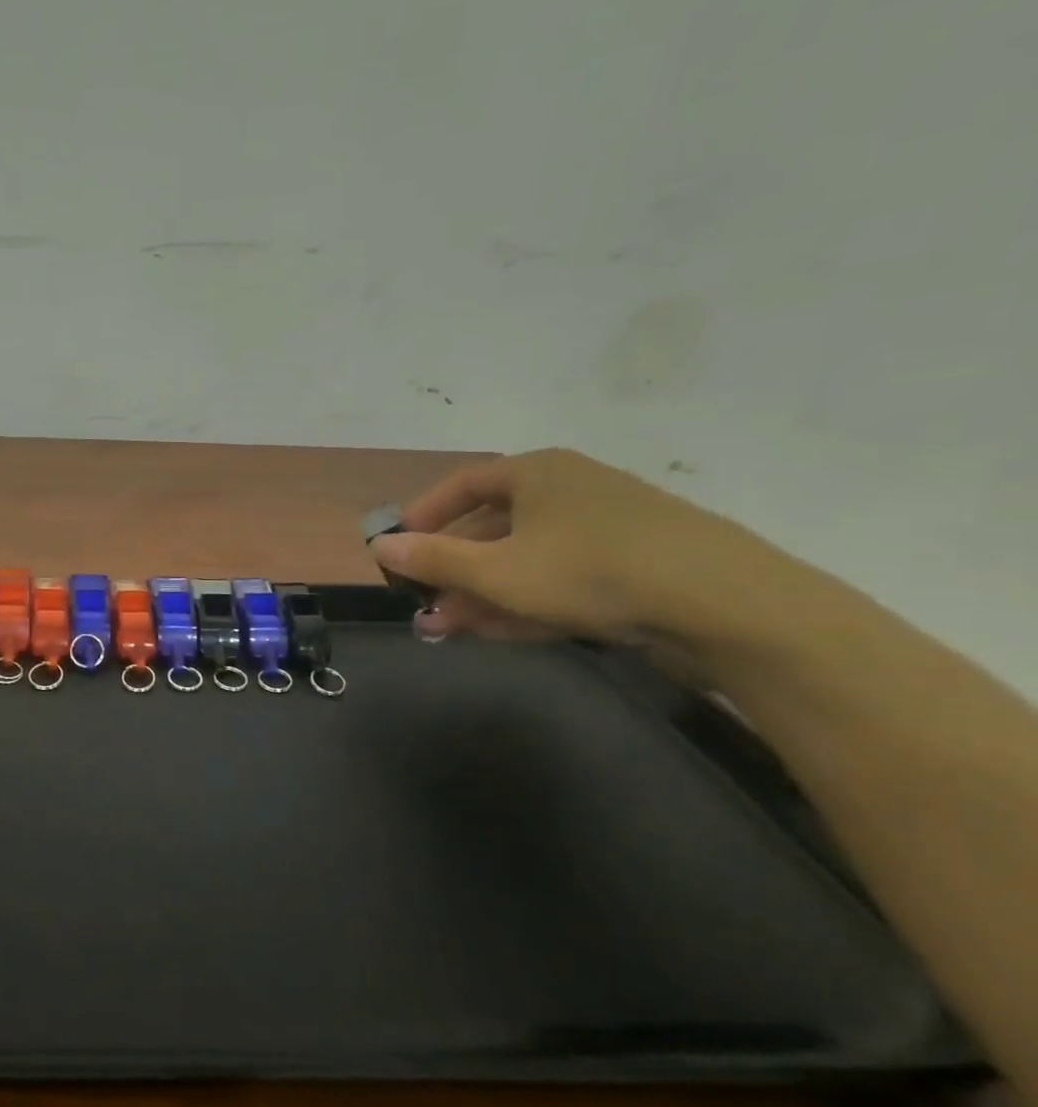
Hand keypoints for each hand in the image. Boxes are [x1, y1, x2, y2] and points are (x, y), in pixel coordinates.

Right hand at [371, 449, 776, 646]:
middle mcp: (568, 491)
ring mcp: (604, 530)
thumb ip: (434, 560)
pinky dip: (524, 602)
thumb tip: (379, 546)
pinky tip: (495, 632)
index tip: (400, 547)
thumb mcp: (497, 570)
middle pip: (492, 528)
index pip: (463, 484)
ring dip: (481, 595)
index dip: (425, 515)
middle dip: (452, 571)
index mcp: (537, 473)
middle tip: (423, 605)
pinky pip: (559, 579)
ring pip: (524, 560)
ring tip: (447, 630)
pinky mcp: (631, 568)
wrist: (726, 604)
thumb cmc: (590, 570)